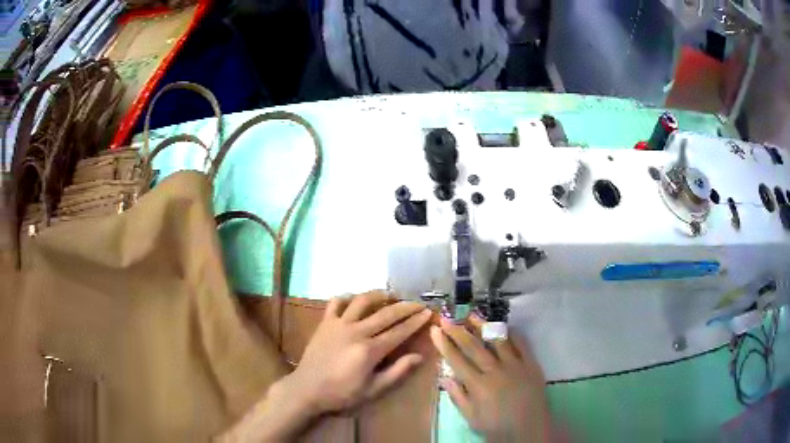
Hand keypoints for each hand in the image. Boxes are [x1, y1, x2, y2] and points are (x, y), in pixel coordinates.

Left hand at [289, 291, 432, 413]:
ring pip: (362, 301)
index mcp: (369, 350)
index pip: (399, 331)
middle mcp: (356, 331)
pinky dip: (348, 298)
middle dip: (405, 306)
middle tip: (419, 303)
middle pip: (386, 313)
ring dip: (379, 295)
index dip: (415, 321)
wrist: (307, 389)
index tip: (428, 313)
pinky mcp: (325, 323)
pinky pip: (336, 302)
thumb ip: (397, 372)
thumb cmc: (342, 394)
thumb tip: (419, 356)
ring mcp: (338, 324)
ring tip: (391, 295)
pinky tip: (356, 300)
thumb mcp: (373, 390)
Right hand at [430, 316, 549, 442]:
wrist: (530, 429)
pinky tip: (503, 326)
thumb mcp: (472, 418)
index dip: (445, 344)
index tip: (436, 331)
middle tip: (448, 318)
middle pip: (474, 347)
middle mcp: (495, 371)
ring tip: (472, 315)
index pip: (457, 360)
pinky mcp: (531, 364)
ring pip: (497, 340)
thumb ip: (458, 397)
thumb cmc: (497, 426)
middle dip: (458, 331)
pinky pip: (521, 343)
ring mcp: (515, 365)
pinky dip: (511, 333)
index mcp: (478, 385)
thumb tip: (445, 376)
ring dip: (483, 326)